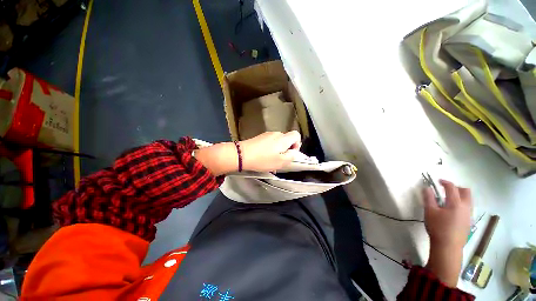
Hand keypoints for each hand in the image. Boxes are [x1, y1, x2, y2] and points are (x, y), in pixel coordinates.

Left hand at [194, 131, 300, 175]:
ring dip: (278, 150)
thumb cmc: (263, 159)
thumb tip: (293, 152)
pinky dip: (271, 149)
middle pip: (287, 139)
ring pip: (278, 142)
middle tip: (280, 160)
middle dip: (286, 149)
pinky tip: (264, 158)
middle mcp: (276, 134)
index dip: (297, 144)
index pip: (296, 135)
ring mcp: (267, 135)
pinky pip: (270, 142)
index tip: (291, 153)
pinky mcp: (260, 137)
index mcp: (283, 139)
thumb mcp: (281, 162)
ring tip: (271, 161)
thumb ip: (291, 156)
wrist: (242, 155)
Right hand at [424, 179, 472, 286]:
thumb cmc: (438, 227)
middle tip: (446, 189)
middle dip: (456, 187)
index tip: (438, 181)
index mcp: (456, 203)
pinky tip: (452, 211)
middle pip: (466, 191)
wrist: (448, 246)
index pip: (452, 187)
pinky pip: (467, 208)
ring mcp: (469, 215)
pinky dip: (461, 204)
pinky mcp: (469, 222)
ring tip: (448, 200)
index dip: (445, 182)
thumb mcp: (429, 211)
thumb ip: (428, 198)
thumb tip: (427, 187)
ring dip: (460, 196)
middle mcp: (466, 207)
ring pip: (468, 200)